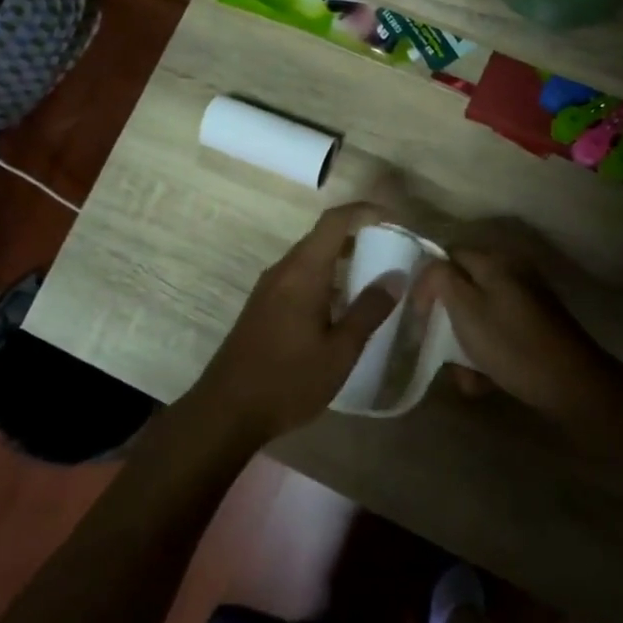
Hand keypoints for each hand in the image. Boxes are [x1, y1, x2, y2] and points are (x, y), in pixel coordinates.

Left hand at [187, 203, 398, 444]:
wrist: (227, 411)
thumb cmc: (288, 380)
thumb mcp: (340, 351)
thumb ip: (369, 310)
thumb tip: (396, 276)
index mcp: (303, 271)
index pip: (335, 220)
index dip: (365, 211)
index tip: (395, 221)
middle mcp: (283, 270)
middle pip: (322, 236)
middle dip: (358, 236)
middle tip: (392, 252)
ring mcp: (269, 288)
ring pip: (310, 258)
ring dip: (341, 260)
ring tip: (374, 280)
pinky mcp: (263, 306)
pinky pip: (299, 277)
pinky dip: (325, 279)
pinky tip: (341, 308)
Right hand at [413, 247, 614, 419]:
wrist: (571, 384)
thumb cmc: (510, 343)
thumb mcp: (465, 307)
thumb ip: (440, 278)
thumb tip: (430, 268)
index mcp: (495, 260)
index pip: (447, 256)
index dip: (427, 282)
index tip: (419, 315)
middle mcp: (512, 272)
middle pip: (463, 289)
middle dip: (447, 322)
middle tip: (438, 348)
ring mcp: (526, 301)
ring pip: (478, 317)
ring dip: (465, 345)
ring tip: (465, 375)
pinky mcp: (534, 327)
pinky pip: (498, 333)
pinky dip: (486, 354)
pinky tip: (484, 380)